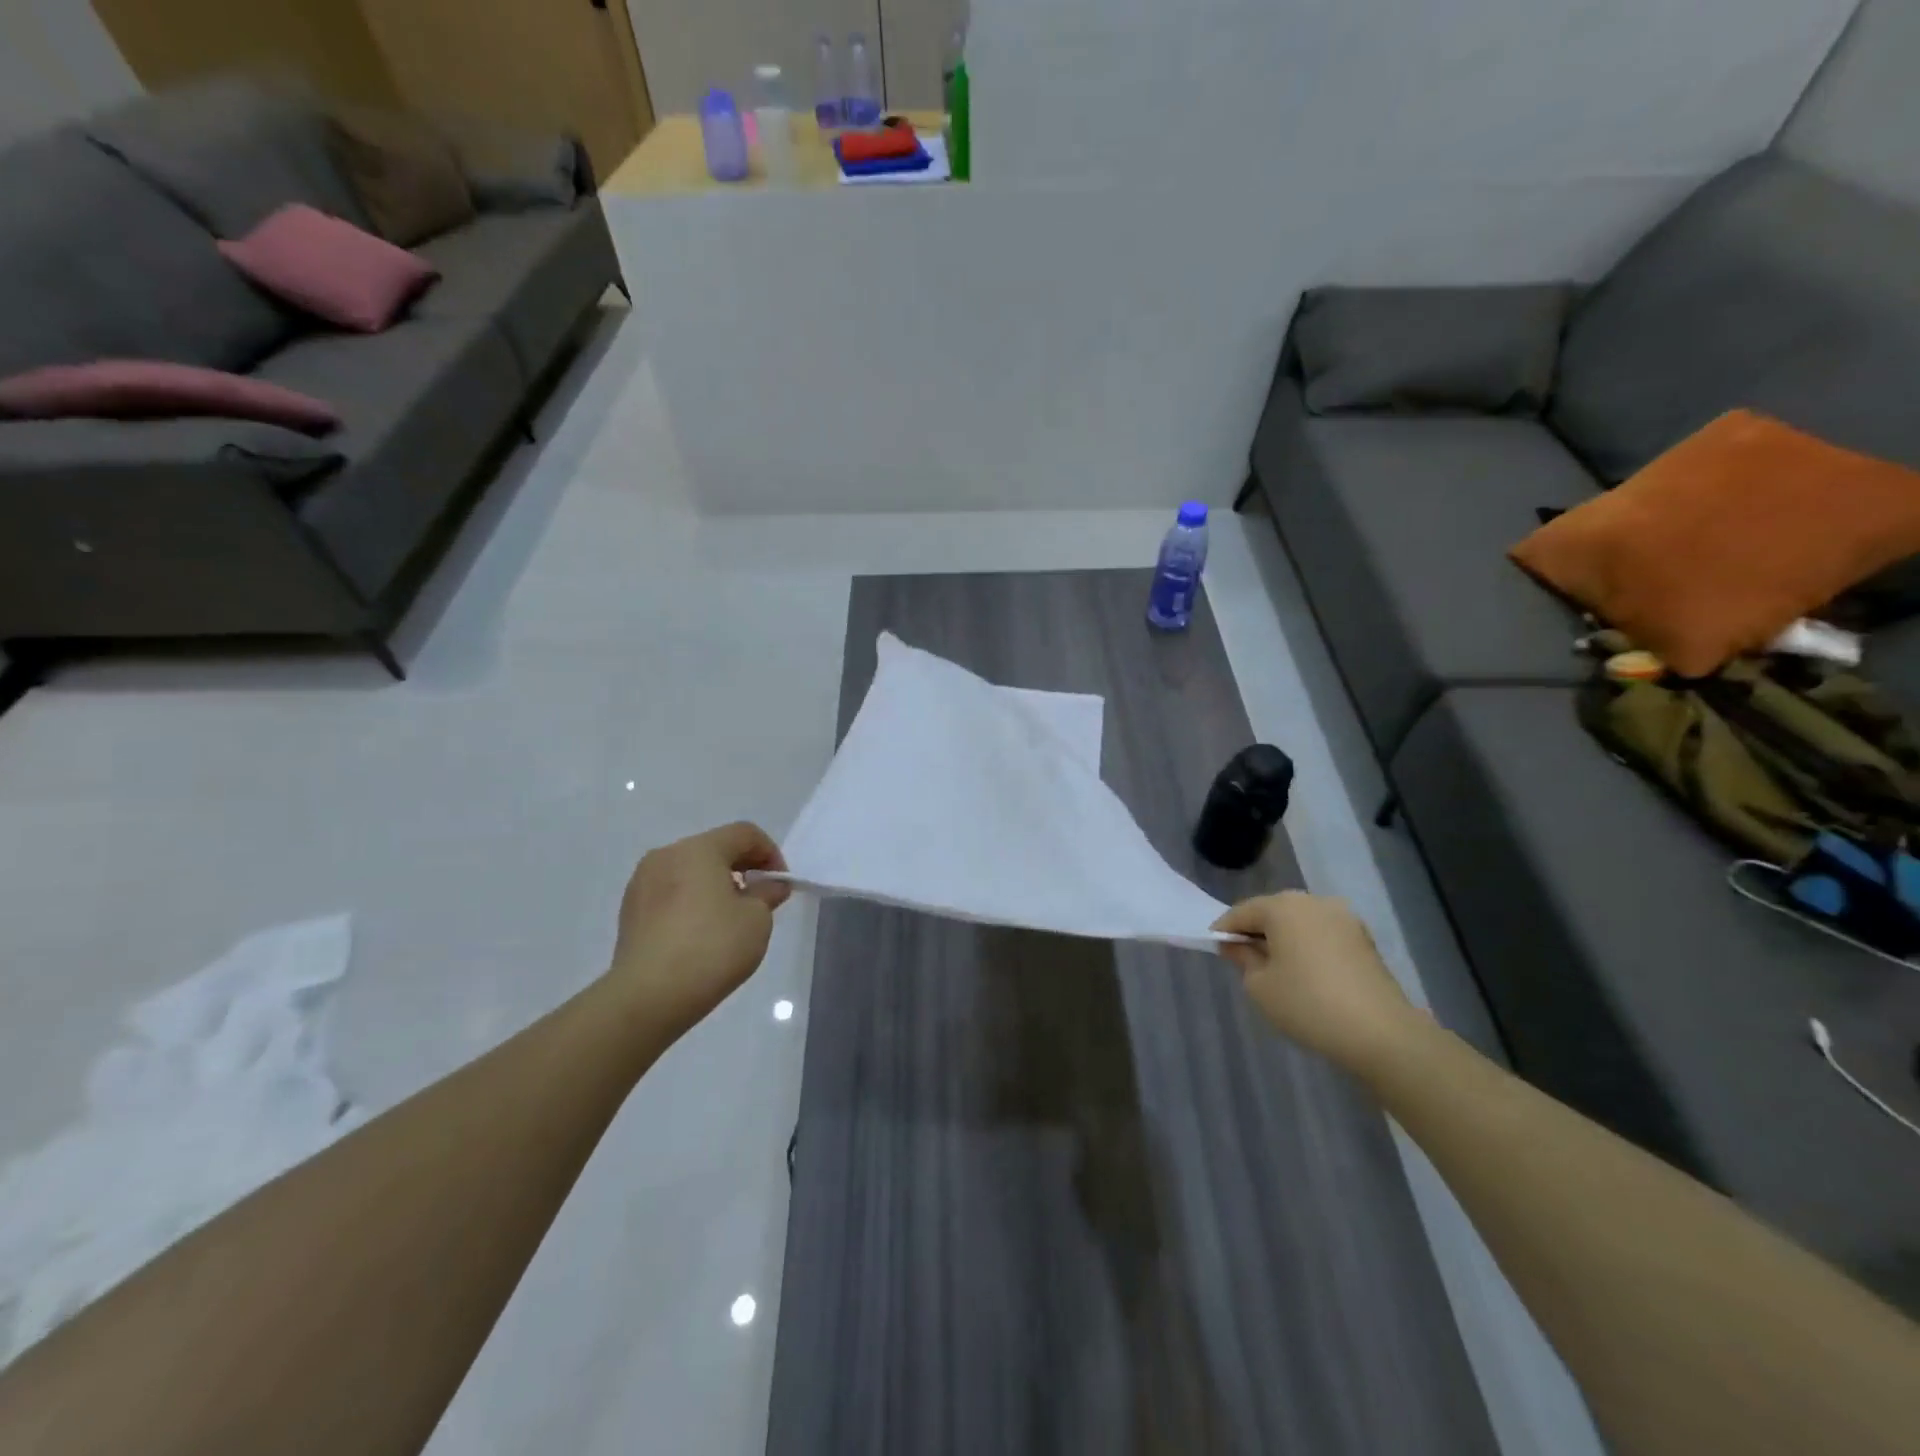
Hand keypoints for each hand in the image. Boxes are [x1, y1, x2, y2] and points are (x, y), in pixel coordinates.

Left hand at [606, 822, 790, 1043]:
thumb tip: (768, 885)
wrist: (648, 997)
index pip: (744, 833)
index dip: (770, 853)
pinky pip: (670, 893)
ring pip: (690, 871)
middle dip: (742, 868)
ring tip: (729, 920)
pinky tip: (700, 934)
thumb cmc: (711, 948)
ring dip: (715, 885)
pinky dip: (691, 902)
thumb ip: (767, 894)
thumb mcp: (757, 920)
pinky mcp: (630, 911)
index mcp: (698, 849)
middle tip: (759, 901)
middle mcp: (666, 855)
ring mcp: (642, 883)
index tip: (780, 885)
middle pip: (714, 849)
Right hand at [1213, 892, 1422, 1072]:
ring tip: (1277, 970)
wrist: (1381, 1034)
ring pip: (1300, 923)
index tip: (1216, 950)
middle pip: (1273, 912)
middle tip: (1244, 960)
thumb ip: (1242, 958)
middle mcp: (1313, 902)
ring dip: (1285, 939)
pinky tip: (1307, 975)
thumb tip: (1236, 944)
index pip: (1241, 912)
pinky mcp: (1364, 939)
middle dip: (1257, 932)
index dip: (1224, 930)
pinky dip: (1309, 948)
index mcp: (1282, 906)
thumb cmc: (1307, 1004)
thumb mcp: (1259, 985)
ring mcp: (1344, 918)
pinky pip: (1323, 936)